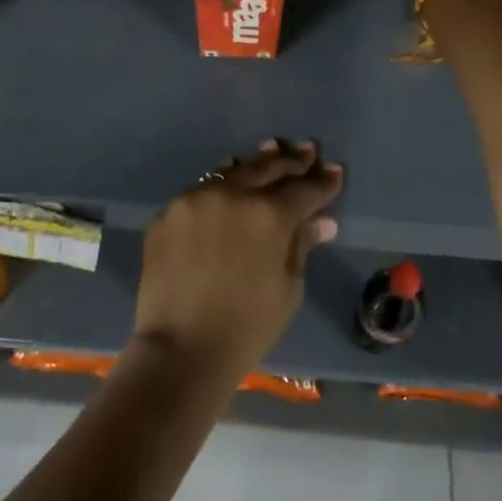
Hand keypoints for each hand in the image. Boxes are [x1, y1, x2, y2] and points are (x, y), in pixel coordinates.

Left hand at [131, 139, 342, 385]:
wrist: (181, 349)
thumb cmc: (247, 327)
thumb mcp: (288, 288)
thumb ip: (302, 245)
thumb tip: (322, 221)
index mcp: (269, 214)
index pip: (303, 189)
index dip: (322, 182)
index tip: (333, 171)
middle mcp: (232, 194)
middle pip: (267, 169)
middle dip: (291, 161)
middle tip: (306, 150)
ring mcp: (195, 199)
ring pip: (231, 173)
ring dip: (254, 163)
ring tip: (270, 151)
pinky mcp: (168, 213)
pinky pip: (200, 192)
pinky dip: (219, 187)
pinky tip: (227, 183)